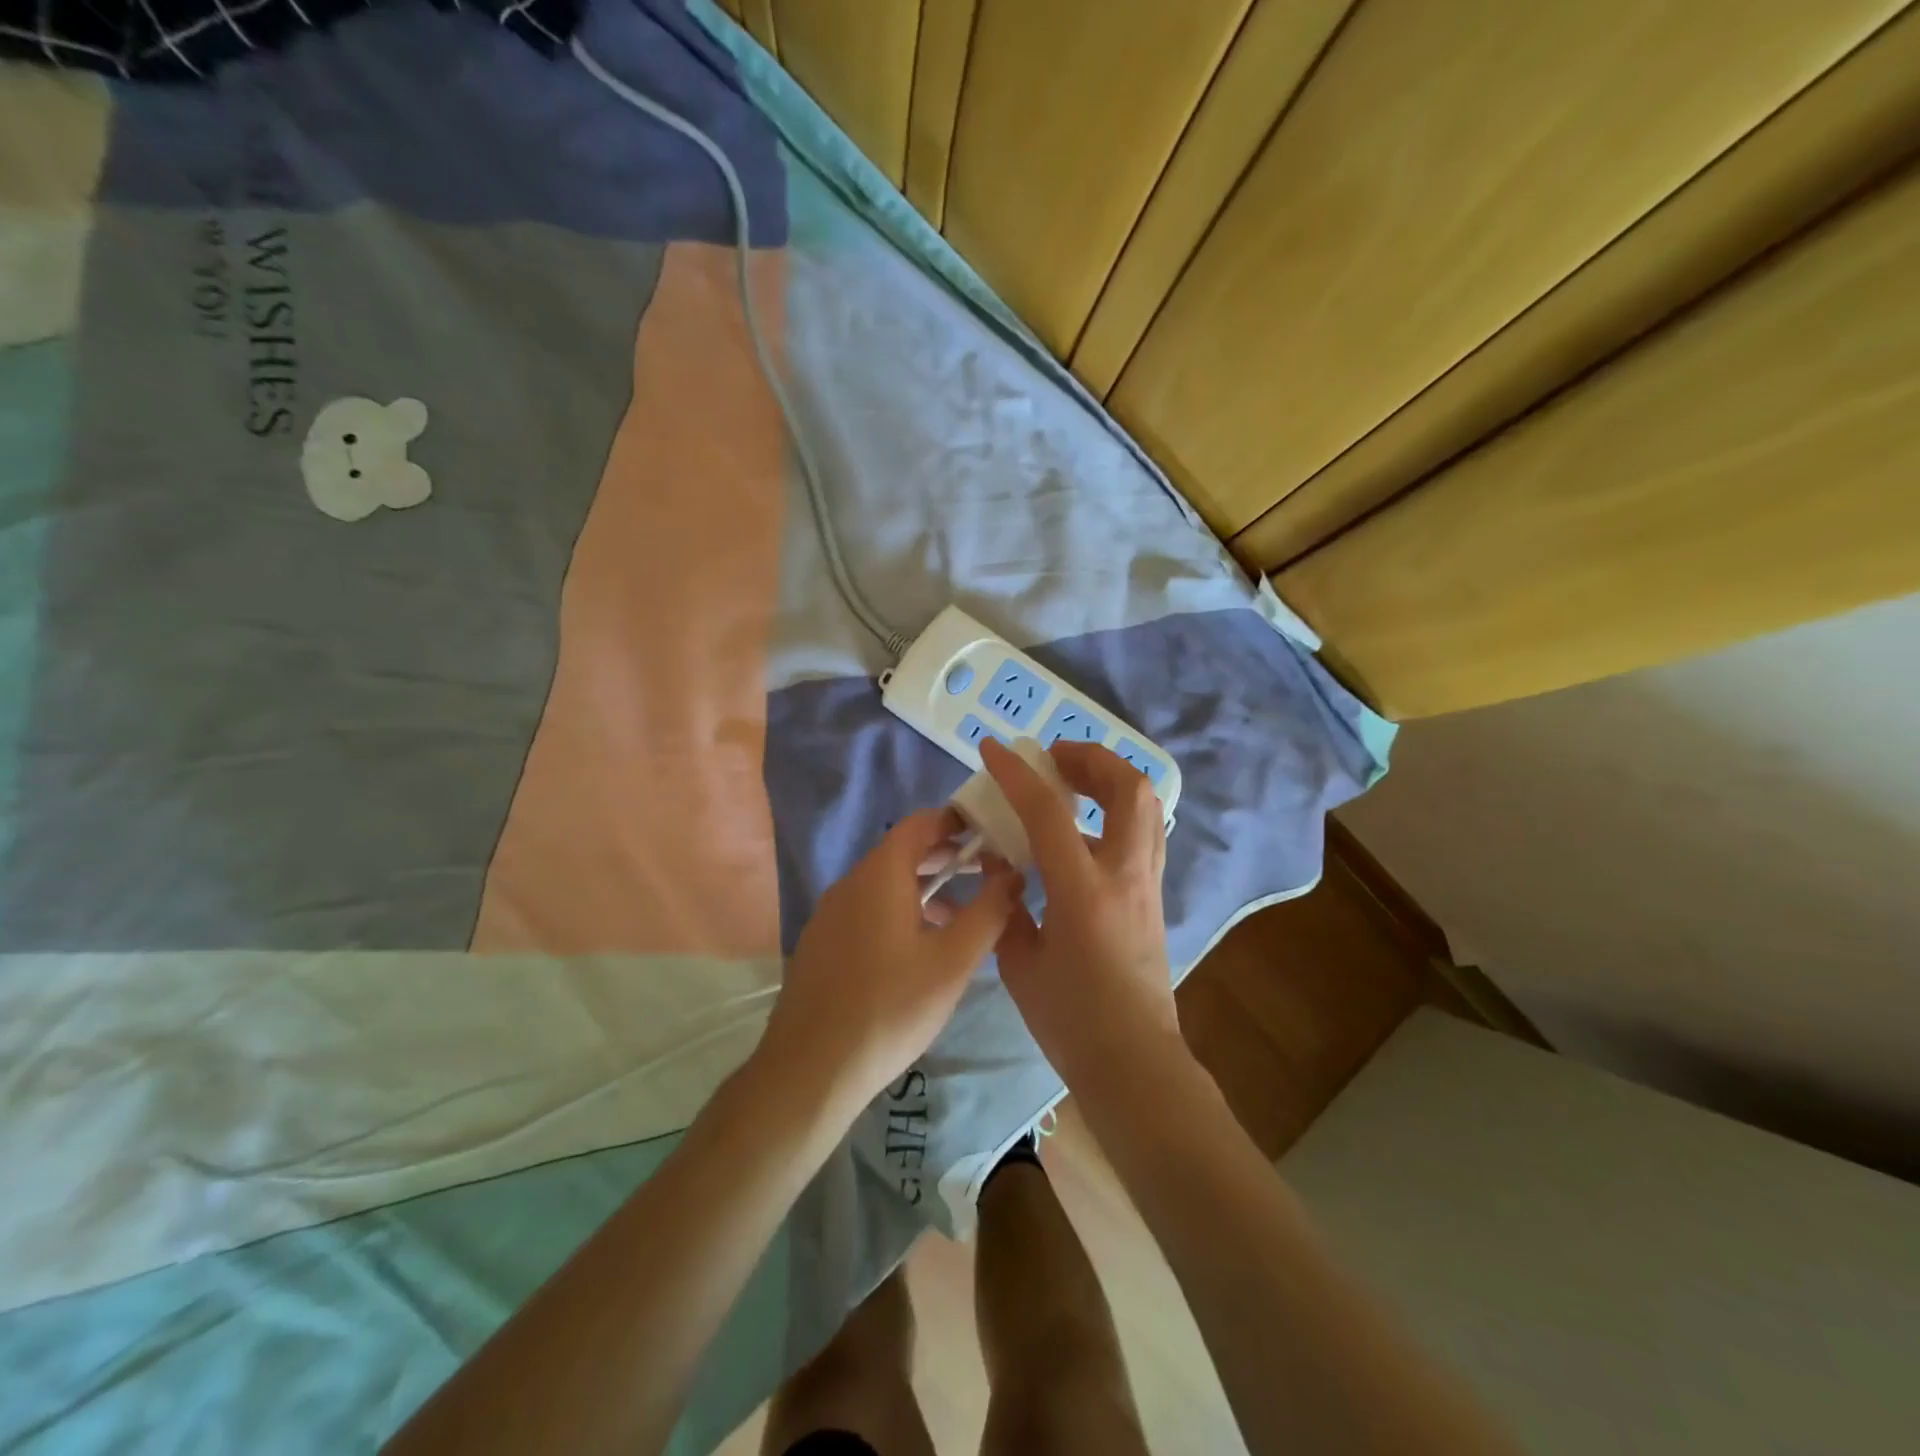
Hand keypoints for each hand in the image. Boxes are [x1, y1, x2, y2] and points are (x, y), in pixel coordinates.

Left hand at [760, 808, 1023, 1115]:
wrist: (811, 1068)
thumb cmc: (891, 1007)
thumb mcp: (953, 961)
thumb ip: (988, 911)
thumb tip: (1012, 874)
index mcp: (881, 874)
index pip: (921, 823)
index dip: (957, 822)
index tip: (991, 833)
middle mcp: (850, 882)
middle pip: (903, 852)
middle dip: (946, 857)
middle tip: (987, 871)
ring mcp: (830, 913)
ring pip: (885, 884)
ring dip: (925, 888)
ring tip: (962, 914)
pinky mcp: (822, 942)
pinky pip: (867, 909)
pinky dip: (900, 910)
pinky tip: (921, 948)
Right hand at [980, 738, 1183, 1098]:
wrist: (1134, 1062)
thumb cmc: (1070, 1020)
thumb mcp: (1020, 963)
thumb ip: (1008, 906)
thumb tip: (1001, 867)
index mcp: (1083, 892)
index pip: (1049, 812)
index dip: (1018, 774)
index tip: (994, 749)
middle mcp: (1125, 875)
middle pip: (1129, 788)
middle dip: (1091, 759)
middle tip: (1053, 759)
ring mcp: (1148, 884)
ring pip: (1146, 806)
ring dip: (1109, 780)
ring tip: (1071, 782)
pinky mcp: (1154, 896)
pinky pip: (1140, 833)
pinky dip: (1113, 812)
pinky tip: (1081, 831)